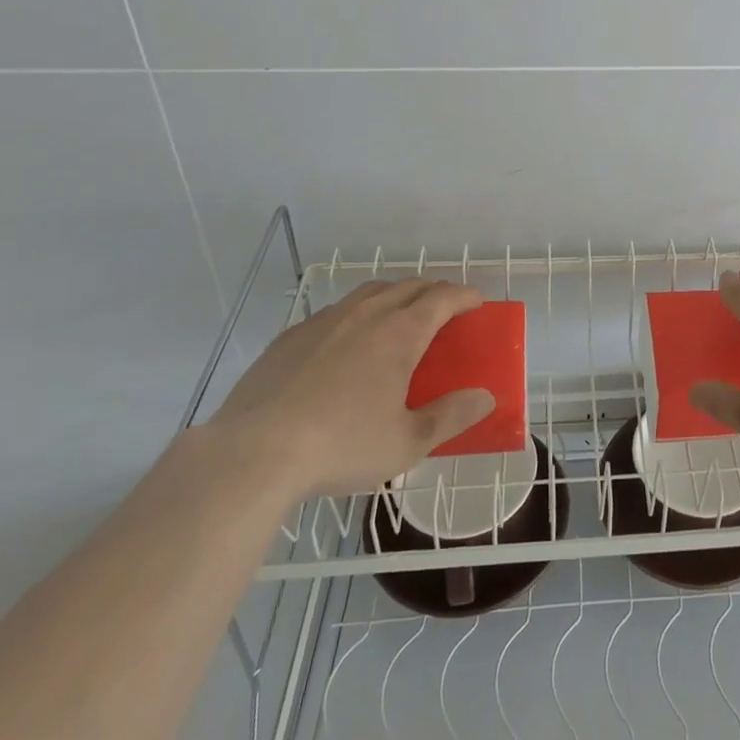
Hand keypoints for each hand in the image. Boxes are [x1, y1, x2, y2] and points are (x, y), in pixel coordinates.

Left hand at [208, 279, 493, 498]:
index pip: (442, 298)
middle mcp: (366, 314)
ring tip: (398, 317)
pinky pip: (335, 312)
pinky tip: (346, 343)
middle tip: (445, 309)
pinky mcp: (291, 337)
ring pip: (370, 293)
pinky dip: (356, 315)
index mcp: (400, 333)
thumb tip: (485, 398)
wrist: (254, 452)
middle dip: (433, 291)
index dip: (465, 295)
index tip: (477, 301)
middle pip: (408, 286)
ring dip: (394, 295)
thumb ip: (451, 417)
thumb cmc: (341, 446)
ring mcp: (325, 321)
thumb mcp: (406, 443)